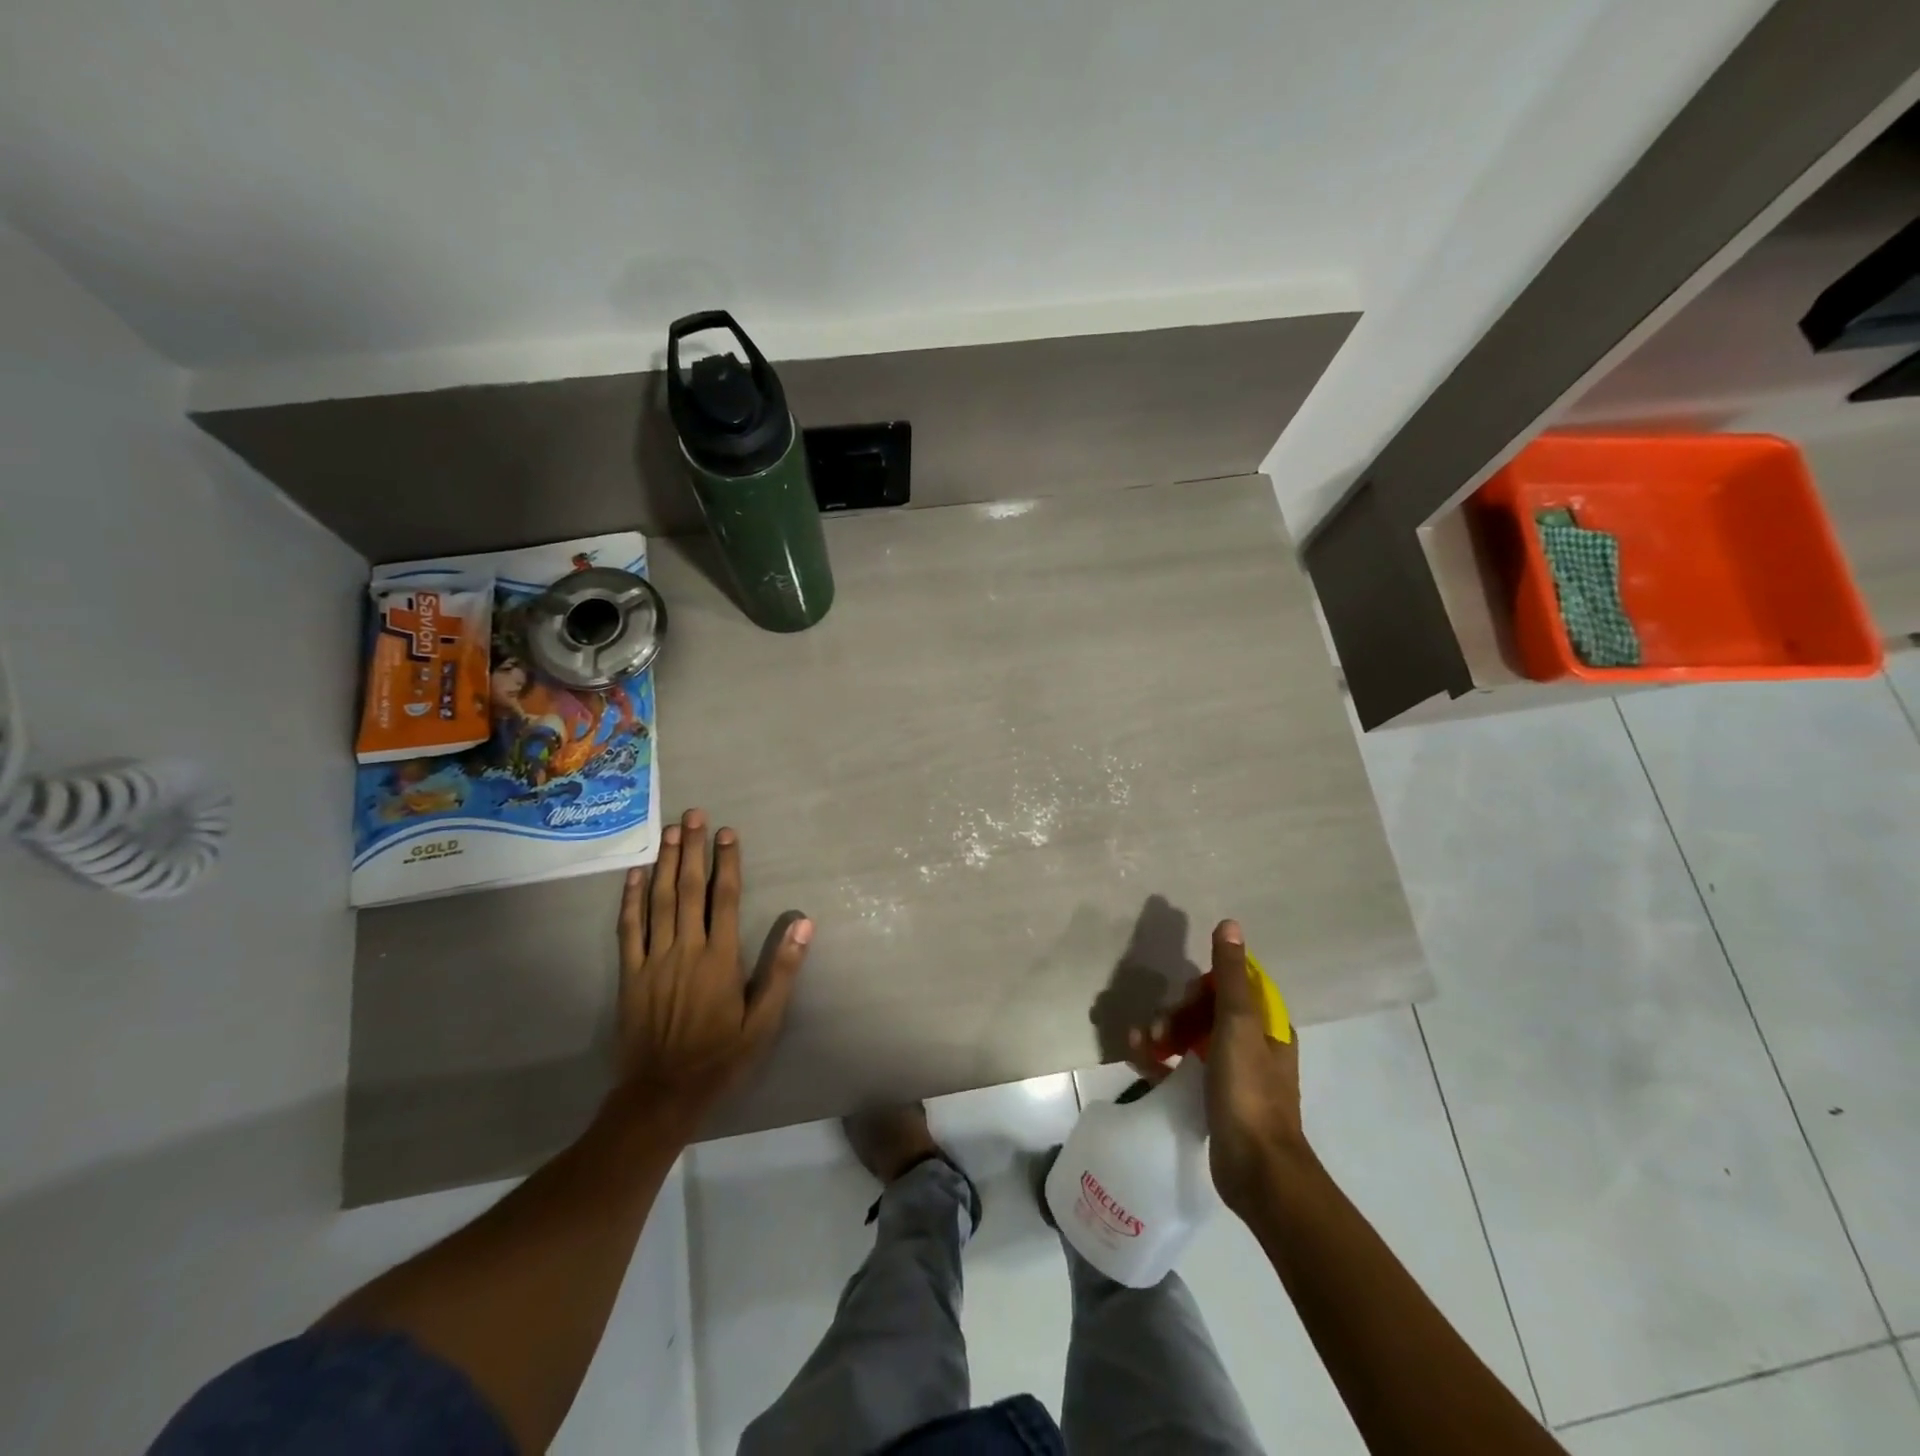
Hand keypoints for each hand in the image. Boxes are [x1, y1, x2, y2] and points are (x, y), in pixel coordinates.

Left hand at [616, 808, 812, 1129]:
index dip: (726, 863)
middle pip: (688, 889)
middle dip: (693, 849)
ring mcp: (653, 960)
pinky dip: (630, 899)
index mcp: (720, 958)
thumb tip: (803, 923)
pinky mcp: (629, 975)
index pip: (724, 898)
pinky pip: (628, 929)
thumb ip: (782, 970)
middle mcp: (686, 950)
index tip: (727, 833)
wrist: (663, 1094)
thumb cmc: (720, 1057)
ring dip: (665, 863)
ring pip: (658, 901)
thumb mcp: (763, 1021)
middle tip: (693, 814)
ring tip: (670, 831)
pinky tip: (635, 874)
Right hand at [1129, 920, 1305, 1216]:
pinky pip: (1181, 1066)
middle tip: (1158, 1031)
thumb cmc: (1249, 1091)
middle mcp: (1252, 1044)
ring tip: (1139, 1044)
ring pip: (1191, 1037)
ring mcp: (1232, 1073)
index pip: (1232, 986)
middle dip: (1177, 1013)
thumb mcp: (1238, 1025)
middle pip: (1207, 1010)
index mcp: (1267, 1025)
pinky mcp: (1213, 1098)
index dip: (1204, 986)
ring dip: (1162, 1034)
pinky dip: (1159, 1059)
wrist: (1257, 1170)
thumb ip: (1231, 974)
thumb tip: (1230, 924)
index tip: (1187, 998)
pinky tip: (1135, 1058)